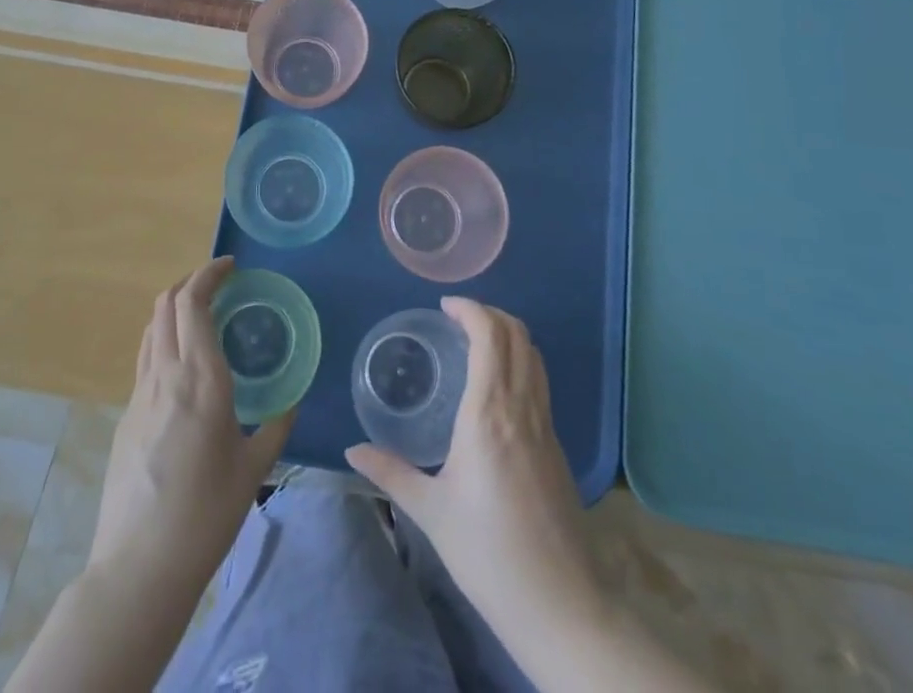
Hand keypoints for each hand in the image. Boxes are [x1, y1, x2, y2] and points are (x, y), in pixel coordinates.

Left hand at [87, 258, 292, 600]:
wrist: (140, 567)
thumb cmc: (206, 515)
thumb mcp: (254, 469)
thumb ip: (275, 427)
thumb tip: (290, 402)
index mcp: (200, 379)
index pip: (193, 303)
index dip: (209, 274)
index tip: (231, 266)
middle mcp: (165, 375)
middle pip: (165, 304)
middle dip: (190, 281)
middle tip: (219, 283)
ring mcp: (139, 395)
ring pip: (151, 328)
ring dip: (174, 308)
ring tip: (201, 315)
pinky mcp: (125, 417)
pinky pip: (145, 359)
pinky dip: (164, 340)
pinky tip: (183, 366)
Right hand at [345, 298, 602, 630]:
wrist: (560, 604)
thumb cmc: (487, 554)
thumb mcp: (431, 512)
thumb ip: (391, 473)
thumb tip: (353, 450)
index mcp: (489, 412)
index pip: (490, 335)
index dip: (470, 309)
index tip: (445, 308)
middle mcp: (521, 406)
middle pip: (517, 334)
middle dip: (489, 313)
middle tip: (457, 319)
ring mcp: (545, 424)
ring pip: (533, 355)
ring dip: (507, 334)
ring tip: (476, 343)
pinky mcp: (557, 444)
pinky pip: (539, 381)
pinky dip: (519, 361)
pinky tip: (496, 387)